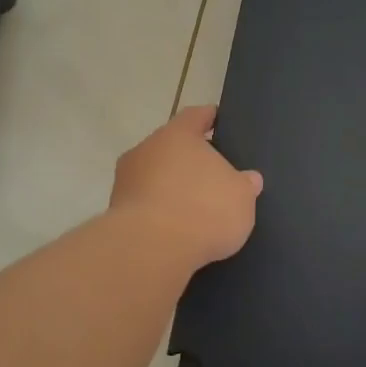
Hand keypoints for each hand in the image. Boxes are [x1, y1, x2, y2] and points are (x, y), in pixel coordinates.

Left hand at [109, 105, 262, 269]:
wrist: (151, 250)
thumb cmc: (203, 210)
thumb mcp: (241, 197)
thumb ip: (244, 185)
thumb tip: (248, 179)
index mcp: (178, 135)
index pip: (196, 116)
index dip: (209, 118)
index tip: (218, 119)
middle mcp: (146, 149)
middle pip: (171, 148)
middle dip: (189, 160)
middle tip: (212, 174)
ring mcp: (126, 181)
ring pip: (155, 176)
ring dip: (171, 188)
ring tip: (194, 208)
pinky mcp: (116, 212)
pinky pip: (145, 205)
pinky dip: (159, 212)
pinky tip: (175, 229)